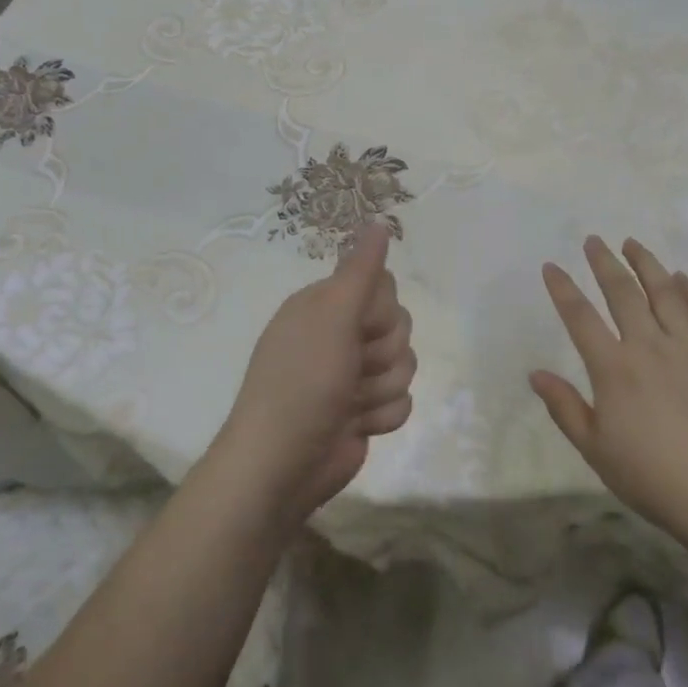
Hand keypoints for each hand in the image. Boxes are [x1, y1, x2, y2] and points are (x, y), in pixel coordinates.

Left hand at [212, 223, 416, 528]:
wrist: (283, 465)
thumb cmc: (303, 382)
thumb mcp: (331, 318)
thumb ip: (360, 271)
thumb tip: (380, 221)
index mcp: (325, 305)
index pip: (384, 286)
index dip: (381, 310)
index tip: (358, 327)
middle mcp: (339, 334)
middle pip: (399, 326)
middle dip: (382, 353)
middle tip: (350, 369)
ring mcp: (352, 375)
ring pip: (405, 365)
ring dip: (381, 388)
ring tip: (350, 404)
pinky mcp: (365, 410)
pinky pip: (402, 401)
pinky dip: (383, 416)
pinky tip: (356, 426)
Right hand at [530, 236, 687, 544]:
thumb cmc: (655, 478)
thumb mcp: (596, 451)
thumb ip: (565, 409)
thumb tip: (535, 374)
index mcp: (614, 369)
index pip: (580, 318)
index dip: (563, 289)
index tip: (551, 266)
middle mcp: (650, 347)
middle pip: (623, 293)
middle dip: (605, 263)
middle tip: (594, 240)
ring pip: (665, 293)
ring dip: (647, 264)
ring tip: (633, 243)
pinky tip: (683, 278)